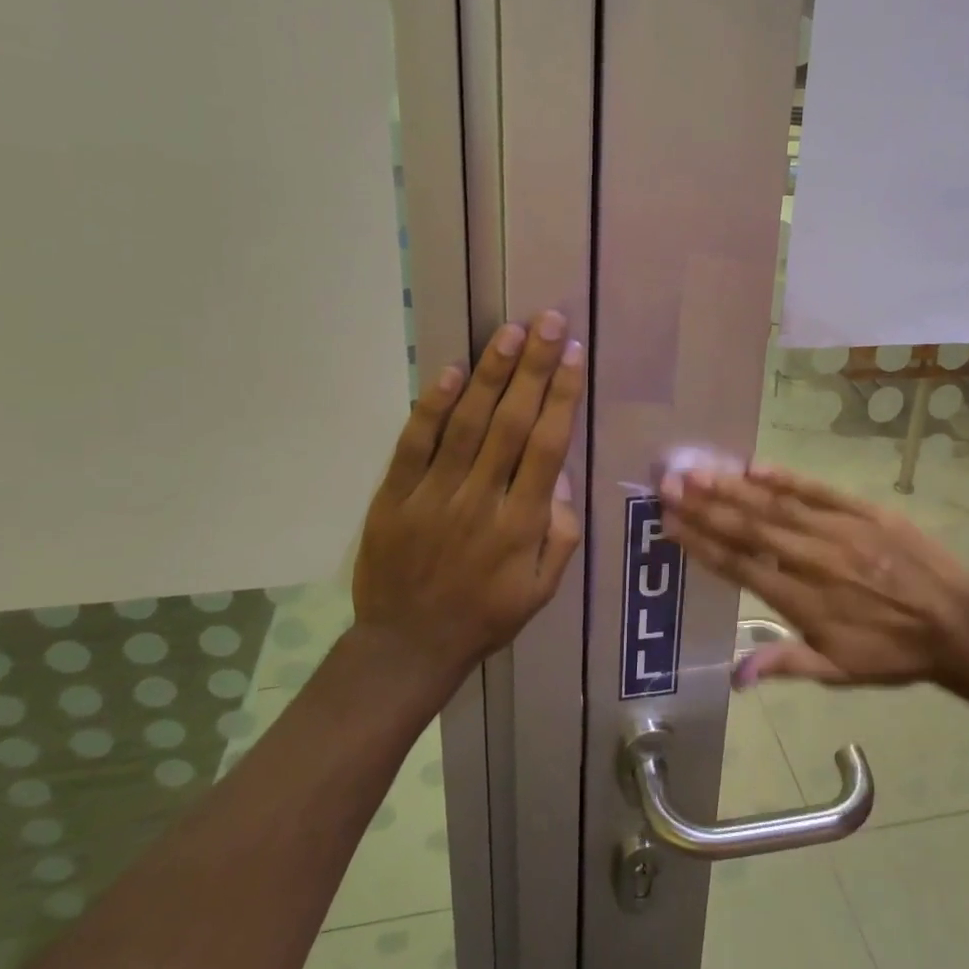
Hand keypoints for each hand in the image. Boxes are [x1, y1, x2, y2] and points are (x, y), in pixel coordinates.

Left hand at [353, 311, 584, 676]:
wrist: (407, 647)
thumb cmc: (486, 615)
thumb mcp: (543, 589)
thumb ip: (560, 533)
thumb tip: (560, 476)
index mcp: (521, 525)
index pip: (547, 447)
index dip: (562, 396)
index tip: (574, 355)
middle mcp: (480, 501)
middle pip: (510, 423)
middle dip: (534, 369)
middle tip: (549, 322)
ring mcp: (433, 496)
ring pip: (466, 424)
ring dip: (490, 374)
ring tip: (510, 332)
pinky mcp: (394, 497)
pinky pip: (414, 444)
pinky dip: (433, 407)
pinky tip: (451, 371)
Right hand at [659, 464, 968, 688]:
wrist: (957, 624)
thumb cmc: (892, 652)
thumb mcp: (838, 672)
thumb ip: (784, 664)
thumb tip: (734, 676)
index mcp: (802, 601)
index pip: (740, 566)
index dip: (701, 544)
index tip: (670, 524)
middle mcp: (812, 560)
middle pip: (749, 528)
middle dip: (704, 505)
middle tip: (667, 484)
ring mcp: (838, 530)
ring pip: (776, 505)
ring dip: (733, 487)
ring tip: (697, 470)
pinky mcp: (862, 511)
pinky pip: (817, 489)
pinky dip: (784, 477)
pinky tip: (753, 466)